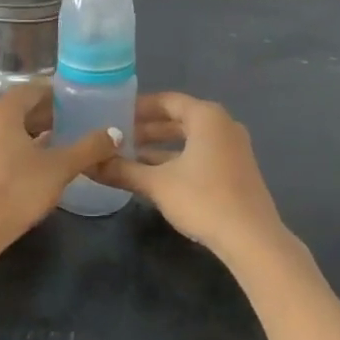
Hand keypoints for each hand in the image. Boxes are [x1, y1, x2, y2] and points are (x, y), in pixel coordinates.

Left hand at [0, 85, 117, 259]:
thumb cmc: (17, 190)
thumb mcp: (59, 168)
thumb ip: (89, 148)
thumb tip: (116, 133)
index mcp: (2, 112)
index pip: (31, 89)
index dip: (55, 93)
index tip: (77, 100)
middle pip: (18, 109)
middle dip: (46, 114)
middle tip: (73, 121)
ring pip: (7, 130)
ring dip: (32, 133)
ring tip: (59, 143)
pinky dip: (17, 148)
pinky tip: (35, 165)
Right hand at [91, 93, 291, 266]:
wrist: (252, 239)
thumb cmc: (203, 199)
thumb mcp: (157, 184)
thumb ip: (122, 170)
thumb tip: (88, 165)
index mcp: (207, 116)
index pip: (167, 101)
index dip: (139, 107)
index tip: (114, 114)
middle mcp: (223, 124)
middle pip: (179, 119)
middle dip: (148, 128)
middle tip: (118, 137)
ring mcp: (233, 147)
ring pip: (190, 139)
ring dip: (161, 147)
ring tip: (130, 157)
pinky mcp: (237, 170)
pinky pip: (201, 154)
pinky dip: (178, 159)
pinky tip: (155, 176)